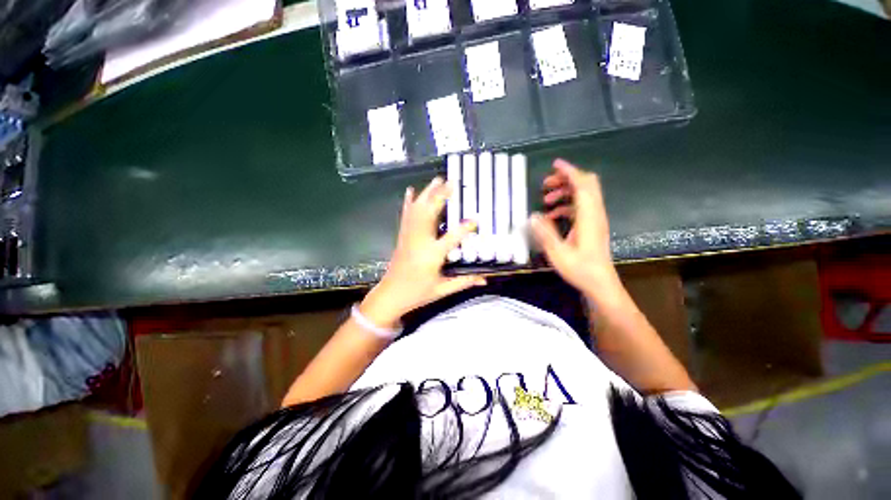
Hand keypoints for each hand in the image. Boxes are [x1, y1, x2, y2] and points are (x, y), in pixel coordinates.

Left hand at [360, 177, 485, 327]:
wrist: (390, 295)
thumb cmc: (417, 293)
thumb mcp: (442, 289)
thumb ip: (464, 281)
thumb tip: (484, 280)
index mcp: (432, 255)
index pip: (452, 237)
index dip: (465, 228)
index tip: (476, 218)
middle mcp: (420, 241)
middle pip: (430, 213)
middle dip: (441, 195)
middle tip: (452, 182)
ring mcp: (409, 236)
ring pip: (418, 209)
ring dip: (428, 193)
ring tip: (437, 179)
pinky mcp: (402, 236)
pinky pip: (406, 215)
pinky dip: (409, 201)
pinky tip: (411, 190)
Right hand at [529, 159, 620, 300]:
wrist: (600, 284)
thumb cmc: (580, 270)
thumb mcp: (558, 253)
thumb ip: (545, 233)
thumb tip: (532, 215)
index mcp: (588, 217)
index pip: (583, 185)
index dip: (570, 172)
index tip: (555, 164)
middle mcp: (595, 214)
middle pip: (586, 185)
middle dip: (566, 179)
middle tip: (545, 184)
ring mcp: (595, 219)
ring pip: (583, 195)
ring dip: (565, 192)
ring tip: (545, 200)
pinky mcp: (592, 226)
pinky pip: (580, 207)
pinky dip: (566, 205)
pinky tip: (552, 215)